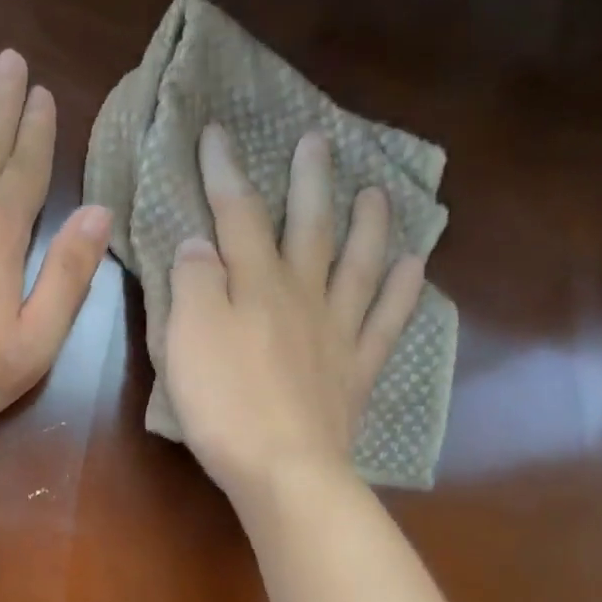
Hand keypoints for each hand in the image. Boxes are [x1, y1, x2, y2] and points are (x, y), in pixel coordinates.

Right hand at [165, 124, 425, 506]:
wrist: (282, 469)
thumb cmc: (223, 404)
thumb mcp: (186, 338)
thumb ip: (192, 283)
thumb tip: (201, 244)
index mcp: (255, 285)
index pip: (238, 215)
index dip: (226, 172)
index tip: (217, 132)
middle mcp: (303, 296)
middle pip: (309, 228)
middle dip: (310, 182)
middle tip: (318, 141)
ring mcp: (337, 332)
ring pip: (358, 265)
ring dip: (368, 225)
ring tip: (377, 193)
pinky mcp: (357, 371)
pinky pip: (387, 322)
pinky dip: (403, 290)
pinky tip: (415, 265)